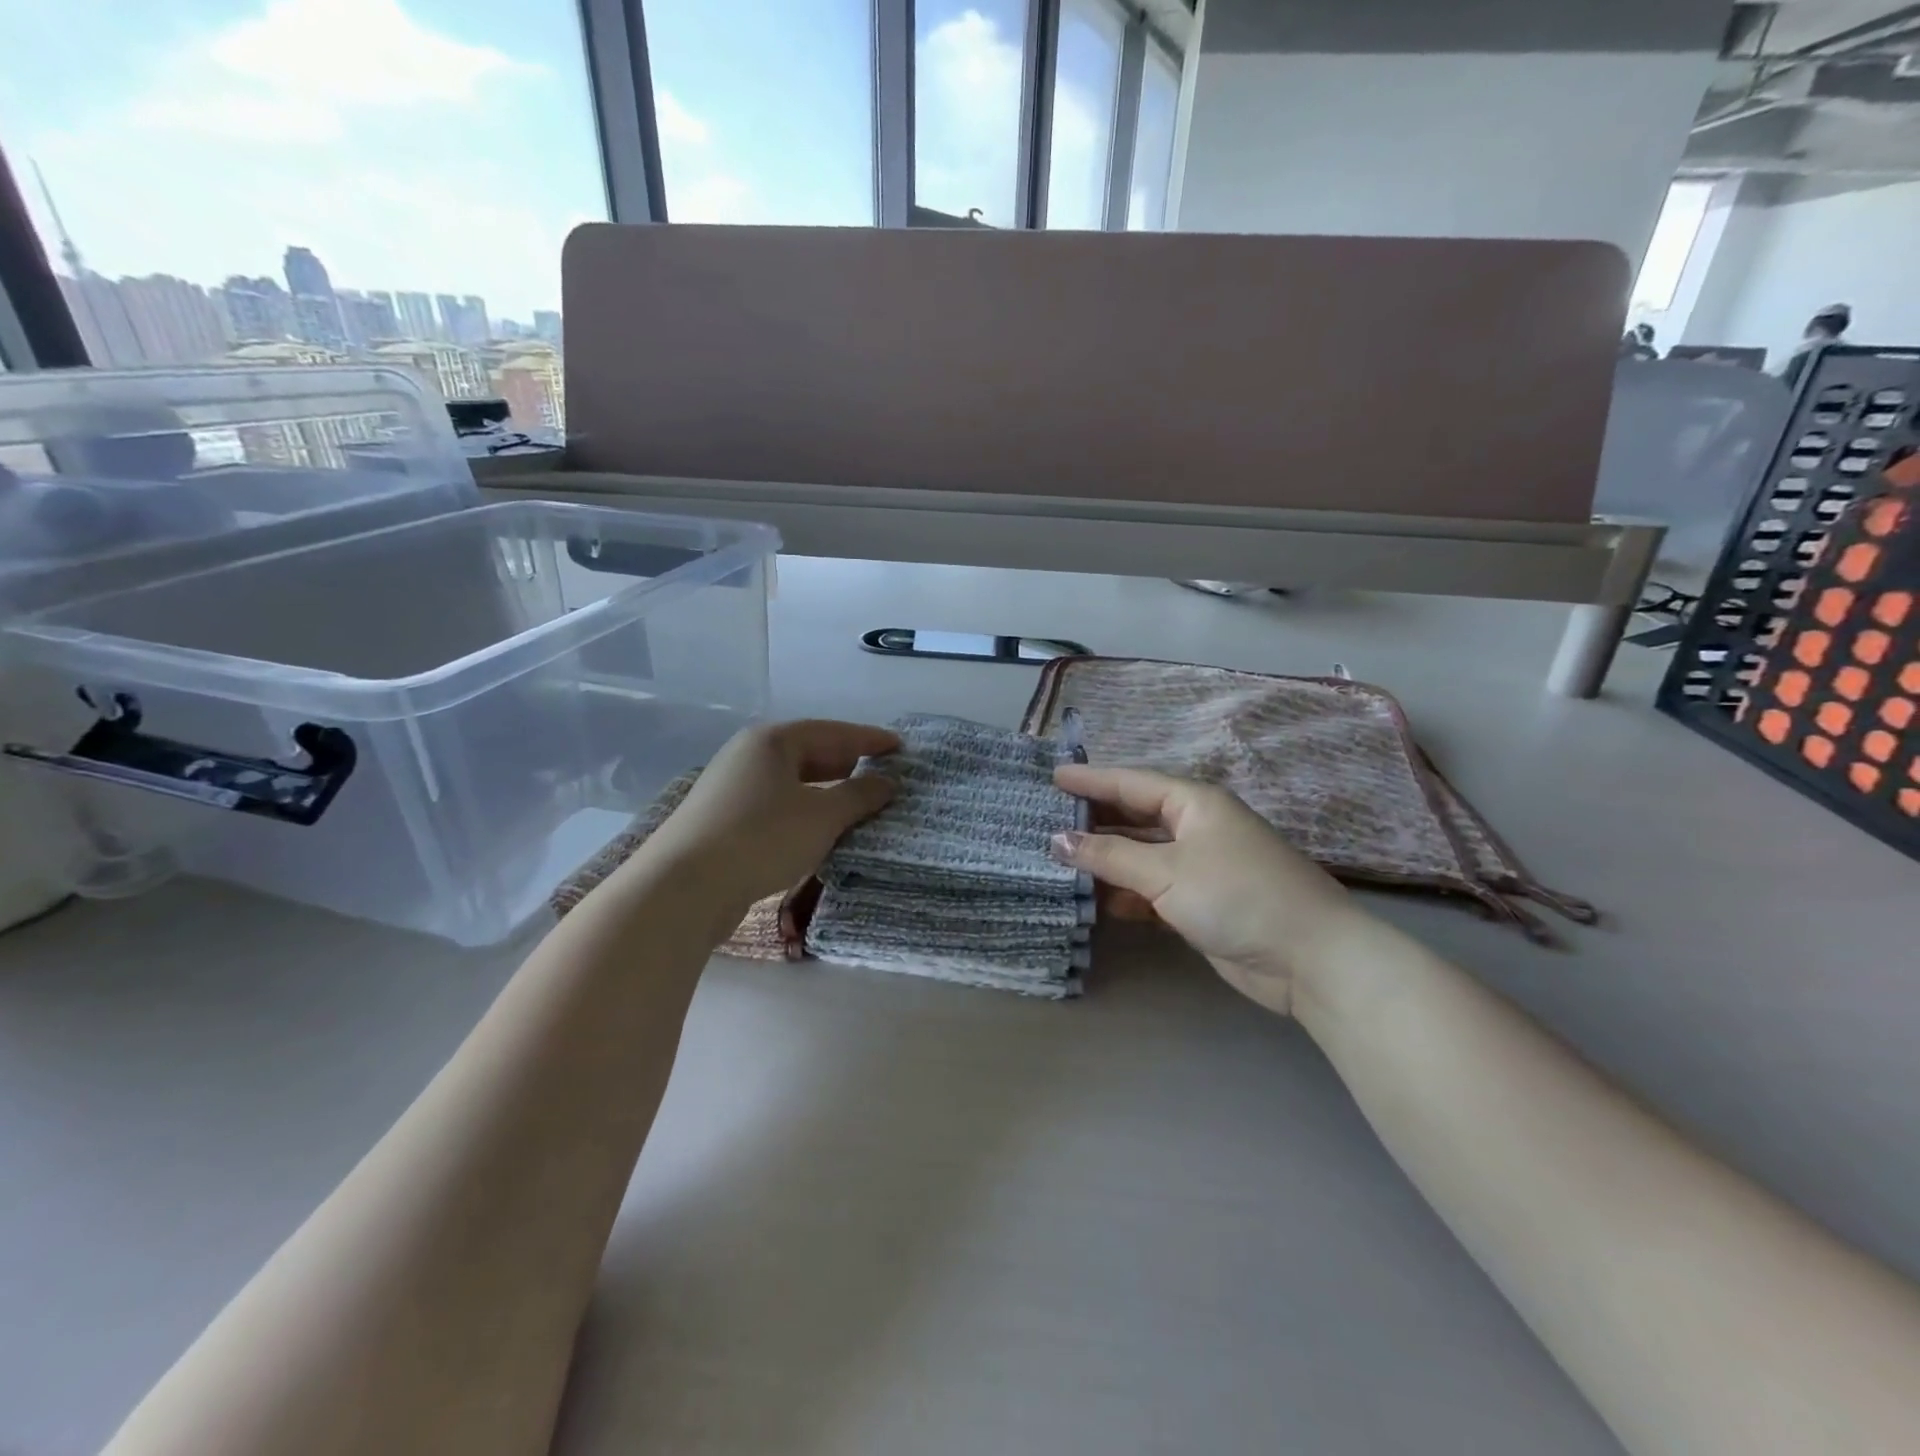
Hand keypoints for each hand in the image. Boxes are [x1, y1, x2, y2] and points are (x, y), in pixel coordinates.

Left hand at [646, 720, 899, 908]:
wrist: (684, 886)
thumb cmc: (761, 837)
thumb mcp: (822, 816)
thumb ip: (859, 796)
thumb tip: (887, 783)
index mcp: (772, 741)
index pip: (832, 731)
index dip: (869, 739)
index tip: (900, 746)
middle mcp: (748, 756)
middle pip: (809, 753)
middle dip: (848, 764)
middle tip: (882, 775)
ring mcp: (731, 789)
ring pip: (791, 783)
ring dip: (826, 792)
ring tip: (857, 805)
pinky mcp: (722, 821)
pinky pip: (776, 807)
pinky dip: (803, 813)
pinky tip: (818, 831)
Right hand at [1051, 764, 1366, 1015]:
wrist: (1309, 958)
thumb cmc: (1237, 895)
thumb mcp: (1166, 872)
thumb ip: (1109, 856)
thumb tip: (1057, 841)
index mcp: (1194, 802)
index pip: (1130, 782)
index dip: (1090, 779)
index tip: (1052, 776)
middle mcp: (1196, 827)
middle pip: (1134, 816)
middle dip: (1094, 819)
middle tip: (1047, 819)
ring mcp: (1200, 866)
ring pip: (1141, 855)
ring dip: (1106, 861)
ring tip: (1058, 861)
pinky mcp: (1201, 902)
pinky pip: (1152, 888)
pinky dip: (1126, 893)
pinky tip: (1097, 902)